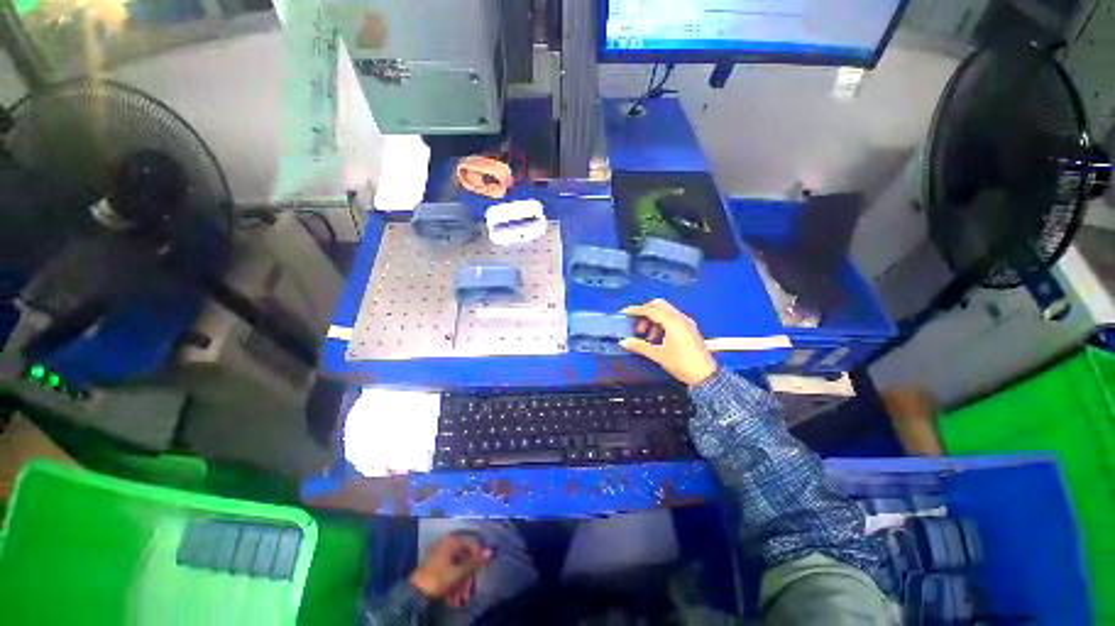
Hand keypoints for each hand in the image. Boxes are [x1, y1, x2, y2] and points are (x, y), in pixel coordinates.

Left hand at [409, 533, 492, 606]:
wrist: (414, 593)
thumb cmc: (438, 579)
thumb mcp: (458, 572)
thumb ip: (475, 562)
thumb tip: (491, 551)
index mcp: (452, 541)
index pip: (473, 544)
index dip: (479, 557)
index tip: (480, 572)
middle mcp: (447, 543)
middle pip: (464, 557)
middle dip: (468, 577)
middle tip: (469, 593)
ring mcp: (440, 553)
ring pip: (457, 566)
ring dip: (460, 584)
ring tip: (460, 600)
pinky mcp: (434, 564)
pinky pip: (449, 570)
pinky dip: (452, 583)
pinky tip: (452, 598)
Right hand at [620, 299, 717, 386]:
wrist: (705, 376)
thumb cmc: (682, 364)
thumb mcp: (658, 355)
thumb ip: (640, 346)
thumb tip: (624, 342)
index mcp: (673, 322)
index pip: (651, 309)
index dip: (636, 310)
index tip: (626, 313)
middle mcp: (680, 318)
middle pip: (659, 305)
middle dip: (645, 313)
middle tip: (637, 325)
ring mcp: (686, 322)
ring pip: (665, 311)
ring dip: (653, 319)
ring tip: (647, 336)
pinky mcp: (688, 328)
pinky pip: (672, 318)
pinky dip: (661, 323)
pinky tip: (657, 337)